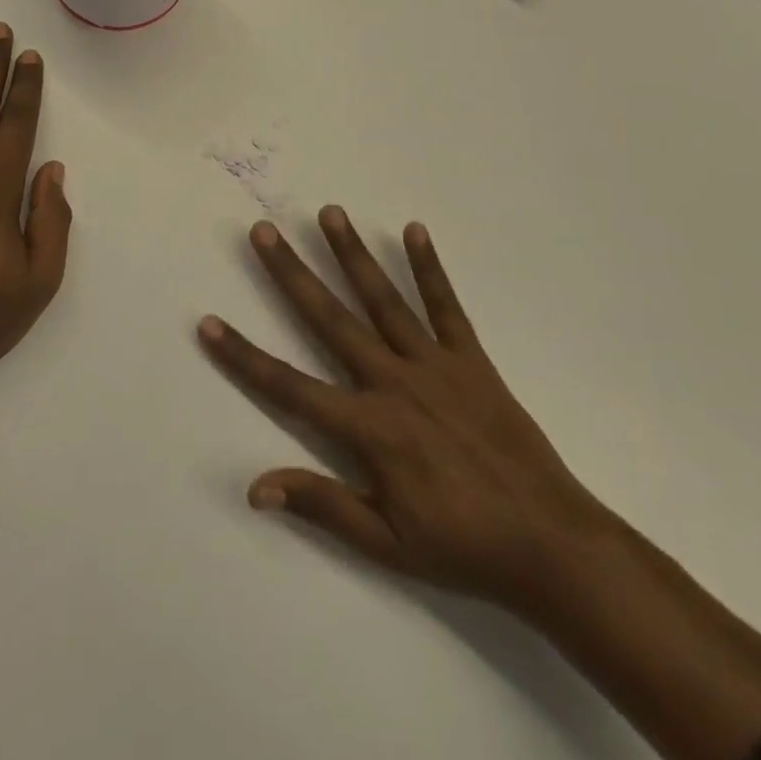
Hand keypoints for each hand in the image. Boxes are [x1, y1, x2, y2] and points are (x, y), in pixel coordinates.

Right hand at [199, 207, 610, 619]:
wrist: (552, 545)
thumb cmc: (462, 547)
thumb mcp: (385, 542)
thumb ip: (321, 505)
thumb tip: (255, 488)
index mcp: (369, 428)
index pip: (288, 386)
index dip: (243, 355)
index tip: (208, 323)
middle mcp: (394, 382)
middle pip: (330, 318)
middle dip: (292, 273)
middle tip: (265, 231)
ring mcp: (435, 365)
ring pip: (384, 299)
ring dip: (352, 254)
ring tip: (329, 212)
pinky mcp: (471, 360)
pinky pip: (446, 307)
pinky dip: (429, 268)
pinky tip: (413, 231)